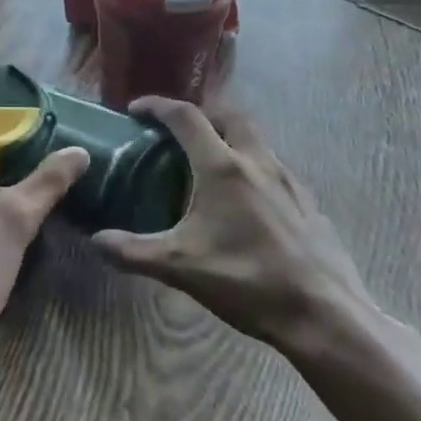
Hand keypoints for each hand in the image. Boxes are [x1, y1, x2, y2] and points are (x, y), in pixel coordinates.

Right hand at [93, 96, 373, 347]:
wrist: (324, 314)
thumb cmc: (247, 280)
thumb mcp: (179, 268)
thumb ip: (132, 251)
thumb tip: (95, 241)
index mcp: (223, 168)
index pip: (186, 117)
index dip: (158, 106)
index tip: (136, 108)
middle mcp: (258, 162)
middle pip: (228, 115)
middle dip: (200, 114)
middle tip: (177, 131)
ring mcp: (289, 181)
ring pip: (256, 141)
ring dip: (229, 140)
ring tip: (208, 166)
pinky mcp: (308, 204)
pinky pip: (274, 170)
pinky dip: (252, 169)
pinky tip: (245, 203)